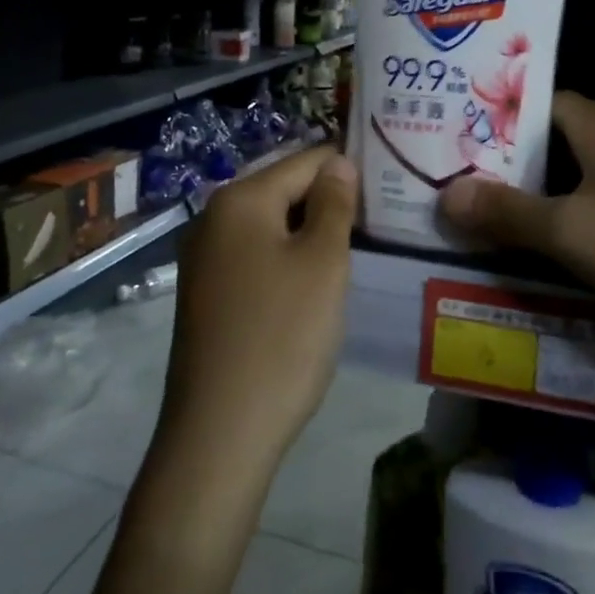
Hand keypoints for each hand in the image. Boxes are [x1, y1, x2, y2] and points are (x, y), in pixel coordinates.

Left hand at [157, 146, 357, 473]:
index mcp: (240, 199)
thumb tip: (339, 162)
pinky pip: (256, 256)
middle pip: (285, 189)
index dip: (351, 170)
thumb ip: (334, 203)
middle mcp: (213, 217)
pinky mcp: (207, 292)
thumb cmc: (282, 336)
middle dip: (330, 202)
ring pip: (272, 225)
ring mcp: (204, 257)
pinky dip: (287, 260)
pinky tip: (313, 287)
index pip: (307, 159)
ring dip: (311, 234)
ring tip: (354, 255)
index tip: (390, 193)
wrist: (219, 433)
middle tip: (377, 228)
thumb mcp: (323, 262)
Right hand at [438, 92, 594, 337]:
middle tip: (486, 189)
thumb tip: (447, 194)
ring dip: (565, 188)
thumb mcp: (570, 234)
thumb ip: (507, 213)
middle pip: (568, 135)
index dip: (503, 122)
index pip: (542, 102)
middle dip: (527, 161)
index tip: (468, 148)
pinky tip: (591, 243)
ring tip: (528, 220)